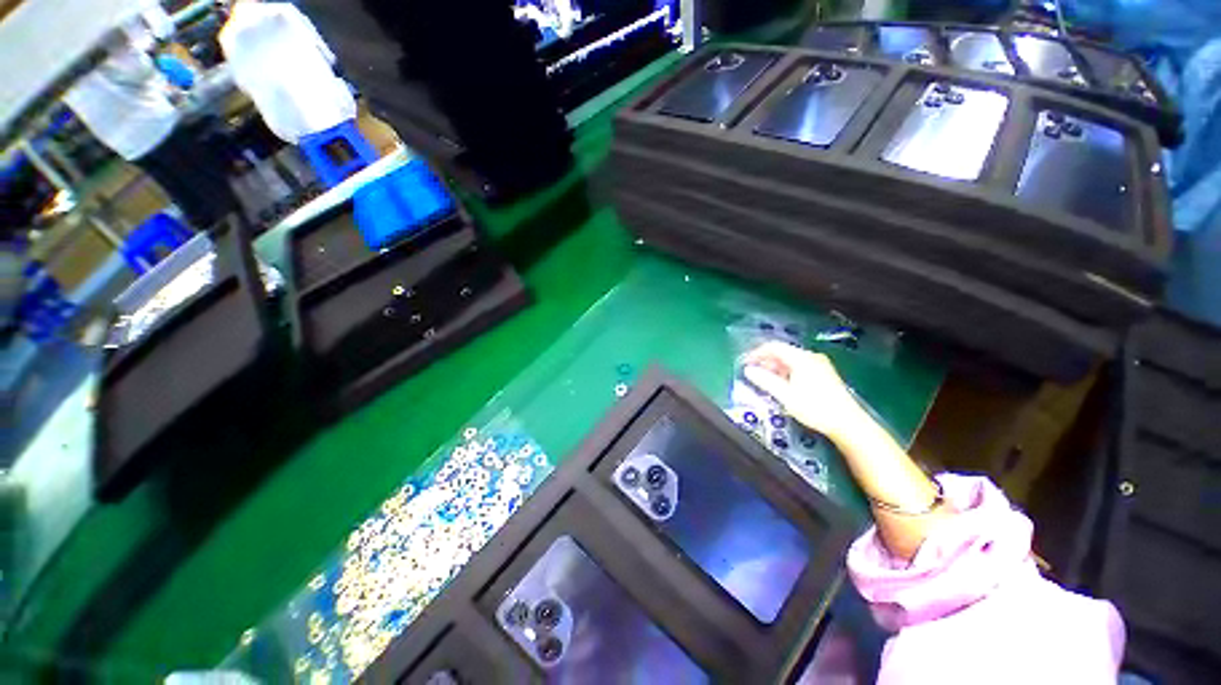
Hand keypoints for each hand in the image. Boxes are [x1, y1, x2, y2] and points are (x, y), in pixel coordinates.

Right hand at [742, 341, 867, 441]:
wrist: (848, 423)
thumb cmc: (815, 408)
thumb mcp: (786, 396)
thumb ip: (765, 381)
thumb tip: (748, 370)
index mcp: (801, 358)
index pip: (773, 347)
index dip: (756, 353)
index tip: (744, 363)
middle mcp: (811, 357)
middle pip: (782, 352)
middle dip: (765, 361)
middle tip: (753, 373)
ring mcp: (819, 364)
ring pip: (790, 359)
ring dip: (775, 367)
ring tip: (765, 380)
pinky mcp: (824, 373)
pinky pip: (799, 366)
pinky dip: (786, 371)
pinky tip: (783, 384)